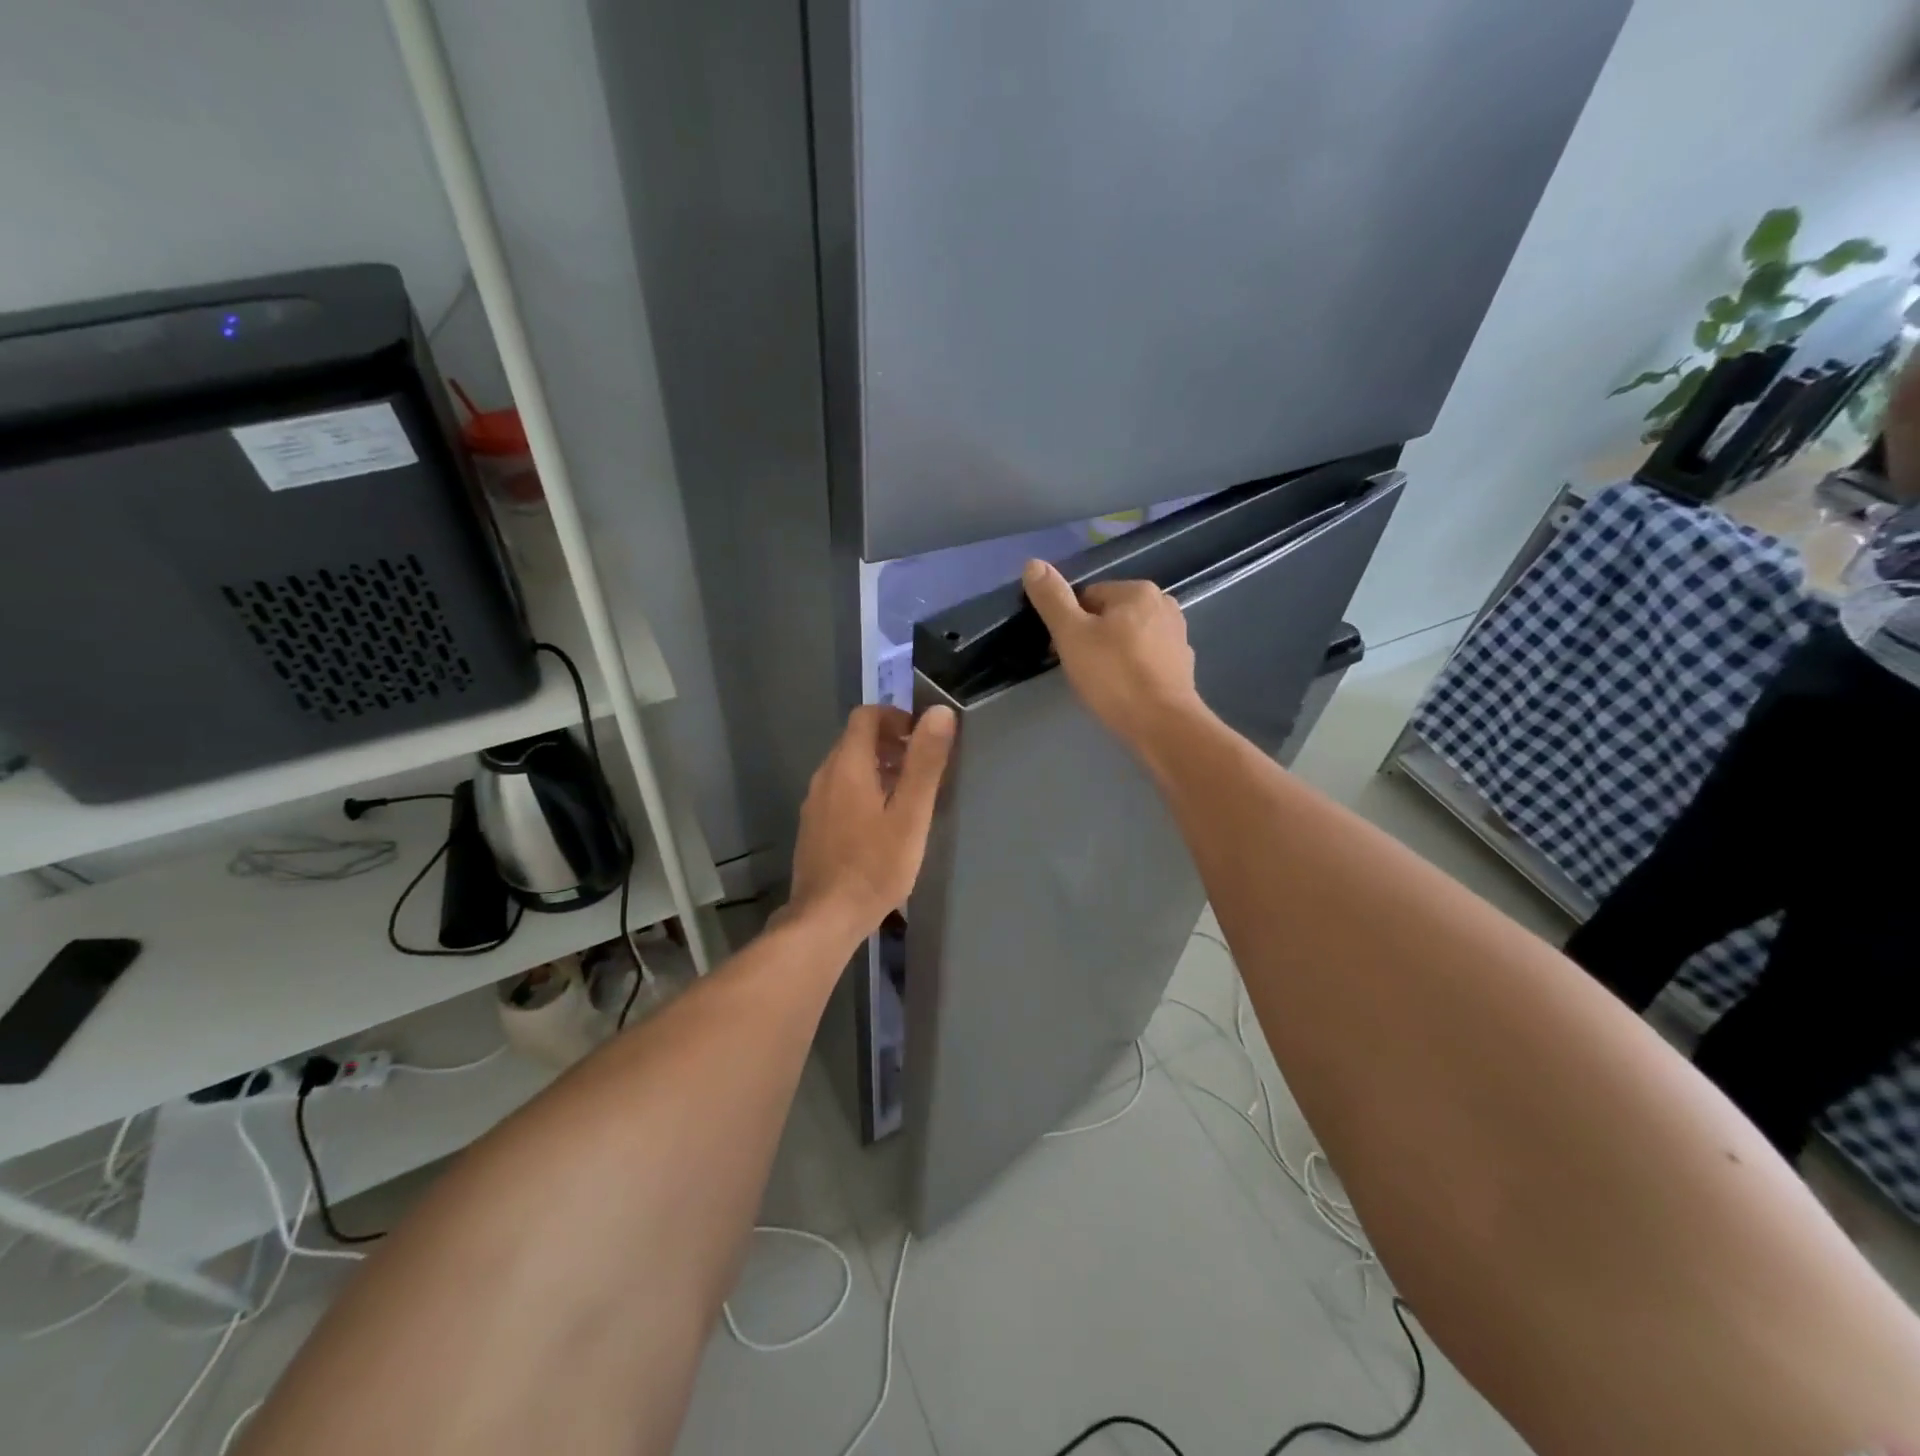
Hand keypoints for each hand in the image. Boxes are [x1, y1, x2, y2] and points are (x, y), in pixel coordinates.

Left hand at [786, 704, 956, 939]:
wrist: (826, 917)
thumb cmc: (875, 865)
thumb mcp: (911, 814)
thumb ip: (925, 762)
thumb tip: (939, 712)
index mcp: (848, 766)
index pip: (866, 716)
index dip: (896, 717)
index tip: (922, 736)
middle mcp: (824, 776)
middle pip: (855, 740)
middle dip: (890, 742)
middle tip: (921, 766)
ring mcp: (814, 803)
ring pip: (846, 768)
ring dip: (877, 767)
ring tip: (907, 794)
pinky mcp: (813, 826)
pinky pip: (839, 792)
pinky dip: (862, 789)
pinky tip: (882, 822)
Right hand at [1022, 559, 1202, 752]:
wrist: (1162, 725)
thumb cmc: (1113, 675)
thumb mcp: (1072, 634)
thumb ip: (1052, 598)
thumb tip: (1033, 563)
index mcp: (1138, 591)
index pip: (1089, 596)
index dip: (1069, 623)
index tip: (1062, 650)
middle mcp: (1164, 605)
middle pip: (1110, 616)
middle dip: (1091, 638)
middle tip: (1079, 669)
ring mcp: (1178, 637)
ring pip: (1128, 638)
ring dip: (1111, 654)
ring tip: (1100, 682)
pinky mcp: (1183, 667)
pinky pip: (1146, 659)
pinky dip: (1132, 670)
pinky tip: (1123, 691)